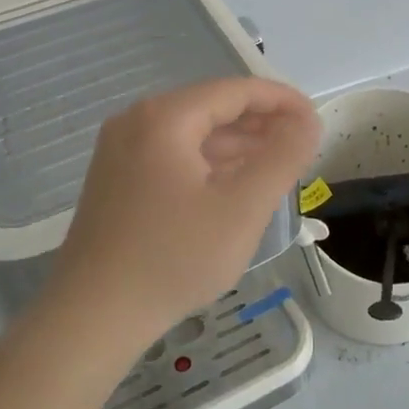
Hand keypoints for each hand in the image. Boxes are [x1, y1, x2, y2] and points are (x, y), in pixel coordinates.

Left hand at [51, 77, 321, 341]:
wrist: (93, 317)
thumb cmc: (174, 259)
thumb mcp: (243, 208)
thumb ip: (283, 157)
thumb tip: (307, 121)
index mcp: (164, 118)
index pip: (235, 91)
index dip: (281, 100)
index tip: (315, 120)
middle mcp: (136, 121)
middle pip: (211, 107)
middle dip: (260, 123)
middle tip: (300, 146)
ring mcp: (120, 150)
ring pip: (192, 133)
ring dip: (236, 144)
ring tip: (276, 165)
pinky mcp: (116, 179)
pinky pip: (173, 155)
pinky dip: (208, 163)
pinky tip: (233, 185)